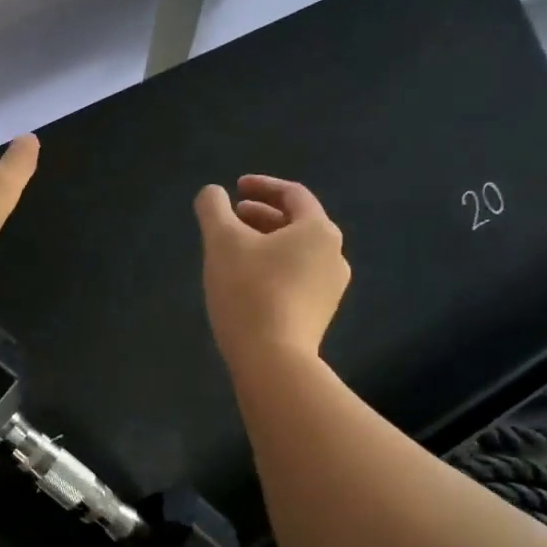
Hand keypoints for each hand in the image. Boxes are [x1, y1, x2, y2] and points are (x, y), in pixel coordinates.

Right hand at [194, 175, 349, 372]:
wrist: (273, 360)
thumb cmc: (249, 291)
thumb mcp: (222, 242)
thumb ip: (213, 209)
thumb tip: (212, 192)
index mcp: (318, 230)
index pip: (292, 195)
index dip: (262, 186)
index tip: (235, 188)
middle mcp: (334, 255)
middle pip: (296, 224)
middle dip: (260, 216)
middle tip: (230, 218)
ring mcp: (330, 288)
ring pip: (295, 254)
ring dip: (265, 244)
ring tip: (234, 251)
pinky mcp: (319, 315)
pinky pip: (296, 279)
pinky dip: (272, 269)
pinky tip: (246, 283)